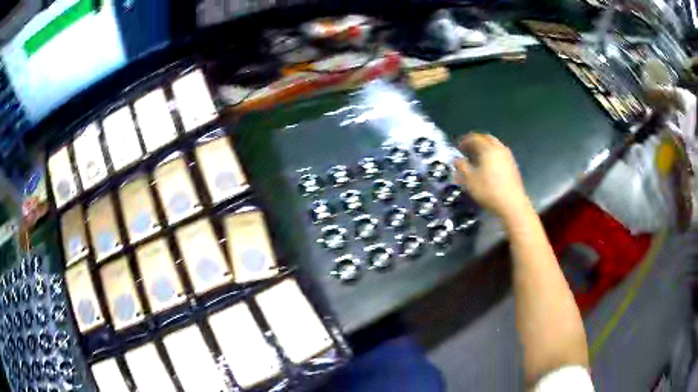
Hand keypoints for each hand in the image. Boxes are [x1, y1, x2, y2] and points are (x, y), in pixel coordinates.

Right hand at [453, 133, 530, 219]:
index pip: (474, 138)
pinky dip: (492, 154)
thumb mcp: (470, 180)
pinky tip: (488, 165)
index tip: (457, 147)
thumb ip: (461, 167)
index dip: (464, 140)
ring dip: (485, 147)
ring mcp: (508, 156)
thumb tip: (456, 160)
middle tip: (467, 149)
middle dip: (476, 141)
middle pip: (486, 138)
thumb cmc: (489, 190)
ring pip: (495, 145)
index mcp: (488, 149)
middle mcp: (499, 148)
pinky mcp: (513, 165)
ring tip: (477, 157)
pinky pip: (500, 153)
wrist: (512, 204)